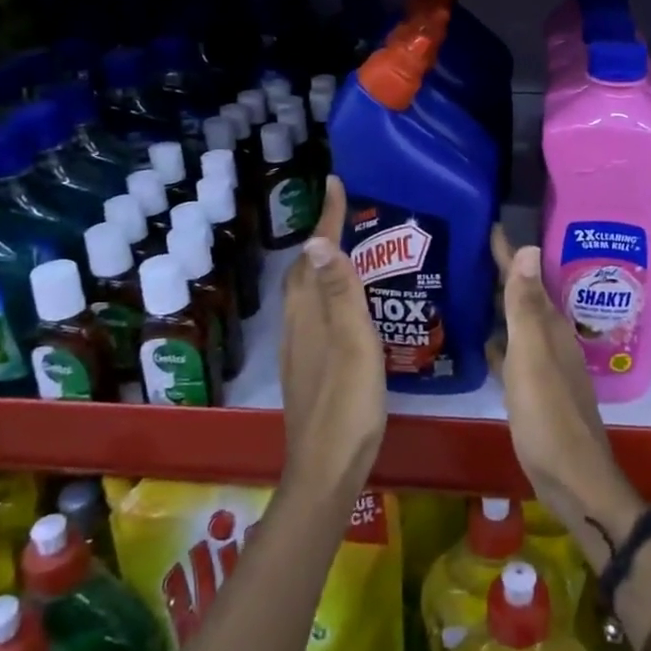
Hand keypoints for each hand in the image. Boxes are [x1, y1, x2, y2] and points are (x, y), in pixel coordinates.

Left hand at [279, 176, 385, 506]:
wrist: (326, 468)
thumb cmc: (347, 404)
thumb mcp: (353, 345)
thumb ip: (340, 294)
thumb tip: (315, 239)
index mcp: (309, 314)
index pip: (315, 255)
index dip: (326, 218)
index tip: (336, 182)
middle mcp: (297, 325)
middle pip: (302, 271)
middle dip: (320, 238)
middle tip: (348, 216)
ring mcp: (299, 349)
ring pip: (305, 294)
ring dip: (322, 266)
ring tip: (351, 253)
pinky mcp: (307, 368)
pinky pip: (313, 314)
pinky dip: (326, 294)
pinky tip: (348, 308)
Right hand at [490, 227, 642, 552]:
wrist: (572, 478)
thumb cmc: (548, 415)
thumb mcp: (532, 356)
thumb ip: (526, 307)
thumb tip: (530, 247)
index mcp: (549, 327)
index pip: (526, 277)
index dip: (508, 252)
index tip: (486, 224)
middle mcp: (549, 339)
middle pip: (523, 297)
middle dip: (501, 273)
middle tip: (466, 251)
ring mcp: (542, 365)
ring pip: (517, 323)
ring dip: (497, 305)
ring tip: (467, 287)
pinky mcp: (533, 390)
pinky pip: (511, 352)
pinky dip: (498, 340)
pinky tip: (480, 340)